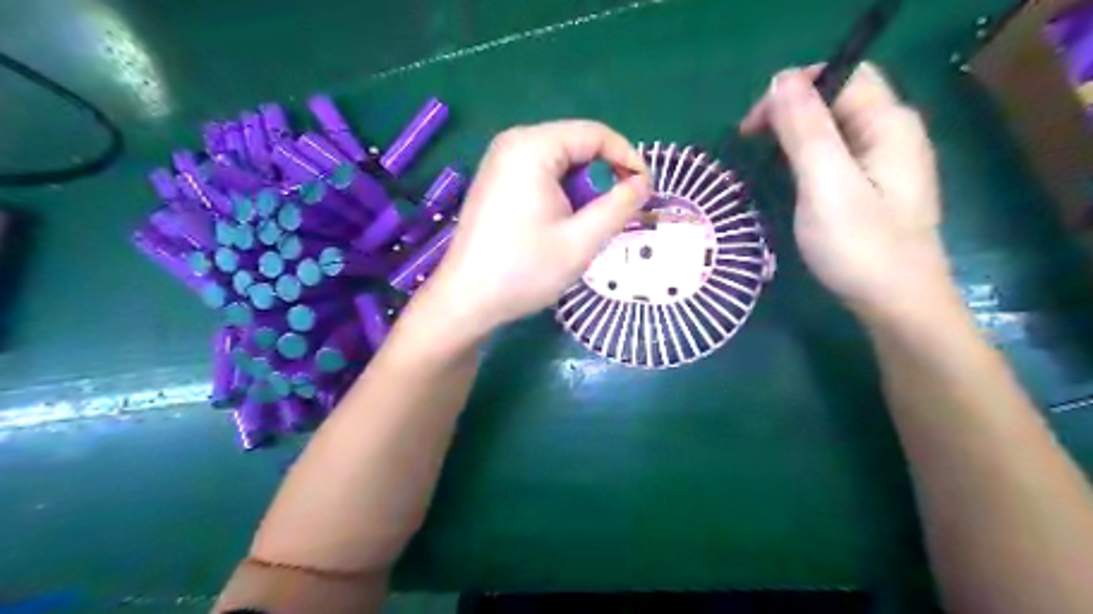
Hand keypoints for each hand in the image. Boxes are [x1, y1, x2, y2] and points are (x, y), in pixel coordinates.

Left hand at [425, 116, 647, 335]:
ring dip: (583, 189)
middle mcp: (514, 143)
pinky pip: (542, 174)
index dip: (628, 159)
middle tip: (615, 215)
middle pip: (577, 145)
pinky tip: (561, 224)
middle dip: (603, 177)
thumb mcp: (582, 240)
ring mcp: (501, 161)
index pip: (596, 134)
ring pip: (561, 162)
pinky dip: (562, 194)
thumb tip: (643, 184)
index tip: (646, 192)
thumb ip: (619, 206)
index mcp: (533, 147)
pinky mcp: (496, 181)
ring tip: (586, 226)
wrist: (467, 300)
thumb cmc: (524, 270)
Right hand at [739, 62, 953, 319]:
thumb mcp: (826, 185)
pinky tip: (790, 176)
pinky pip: (836, 151)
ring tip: (763, 159)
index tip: (753, 126)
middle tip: (752, 142)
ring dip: (795, 133)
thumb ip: (806, 131)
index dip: (793, 89)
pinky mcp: (874, 185)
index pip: (840, 75)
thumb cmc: (860, 247)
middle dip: (790, 110)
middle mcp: (892, 132)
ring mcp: (885, 160)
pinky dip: (806, 155)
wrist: (897, 305)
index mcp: (888, 124)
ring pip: (834, 126)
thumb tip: (781, 80)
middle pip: (837, 96)